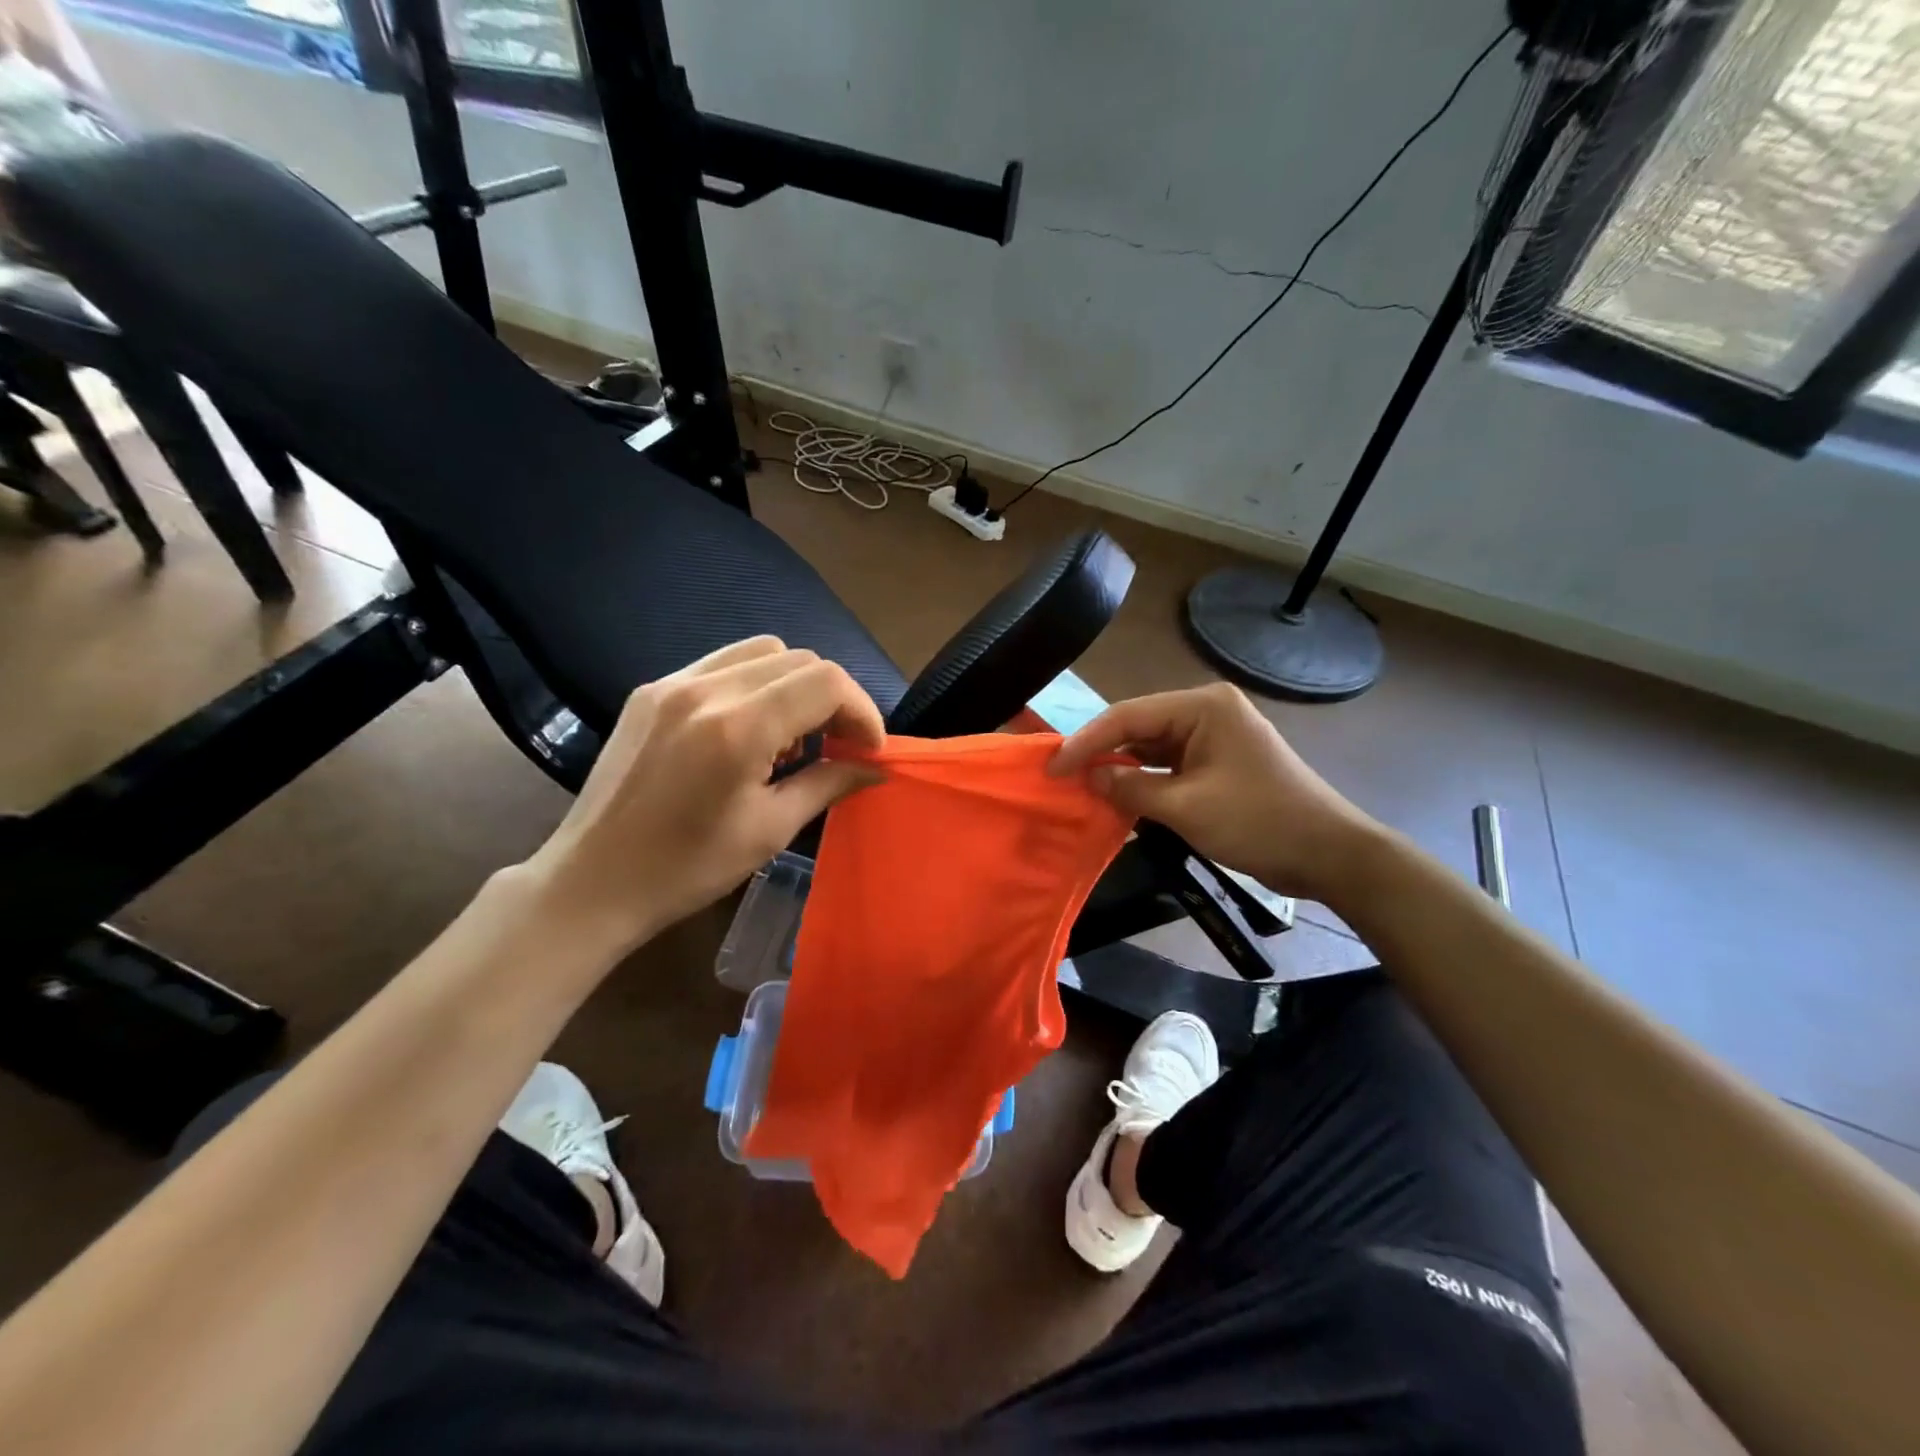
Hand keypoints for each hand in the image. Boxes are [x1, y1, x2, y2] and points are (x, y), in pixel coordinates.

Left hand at [520, 636, 884, 955]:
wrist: (591, 882)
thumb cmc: (686, 869)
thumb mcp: (770, 830)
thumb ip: (829, 784)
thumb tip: (875, 767)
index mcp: (737, 727)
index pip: (826, 682)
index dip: (861, 711)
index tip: (869, 750)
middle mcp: (705, 689)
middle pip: (799, 659)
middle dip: (832, 699)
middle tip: (837, 746)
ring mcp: (672, 683)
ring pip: (762, 652)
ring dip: (794, 686)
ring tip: (791, 739)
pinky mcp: (650, 690)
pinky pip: (722, 664)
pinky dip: (755, 685)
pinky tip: (748, 732)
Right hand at [1049, 682, 1382, 908]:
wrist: (1328, 854)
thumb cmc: (1259, 822)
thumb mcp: (1187, 807)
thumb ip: (1131, 787)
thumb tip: (1088, 777)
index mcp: (1203, 706)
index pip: (1128, 716)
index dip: (1086, 741)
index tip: (1052, 767)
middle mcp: (1207, 711)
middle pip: (1138, 727)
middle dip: (1102, 752)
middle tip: (1061, 777)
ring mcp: (1214, 735)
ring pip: (1151, 746)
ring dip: (1121, 768)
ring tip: (1081, 787)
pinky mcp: (1217, 760)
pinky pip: (1168, 764)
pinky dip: (1144, 780)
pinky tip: (1118, 796)